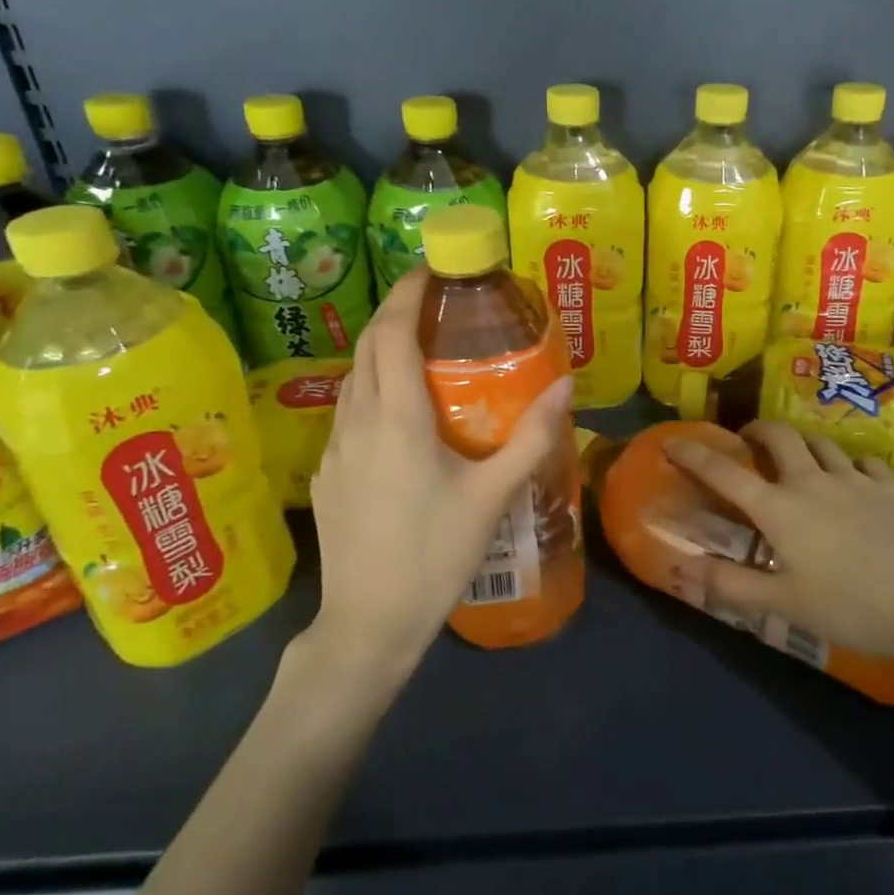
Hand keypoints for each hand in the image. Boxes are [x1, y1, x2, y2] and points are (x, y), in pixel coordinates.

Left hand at [299, 268, 572, 683]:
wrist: (368, 624)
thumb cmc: (435, 554)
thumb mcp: (493, 494)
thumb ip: (532, 436)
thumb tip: (566, 383)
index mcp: (397, 419)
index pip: (393, 334)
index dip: (408, 294)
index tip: (431, 270)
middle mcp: (358, 421)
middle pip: (368, 346)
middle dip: (395, 312)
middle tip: (433, 301)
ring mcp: (334, 448)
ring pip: (353, 377)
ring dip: (381, 348)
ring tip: (420, 346)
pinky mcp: (327, 474)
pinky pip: (348, 410)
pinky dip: (372, 385)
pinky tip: (398, 409)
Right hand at [664, 420, 893, 674]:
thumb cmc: (851, 607)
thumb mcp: (783, 605)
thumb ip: (729, 585)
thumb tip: (680, 568)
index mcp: (780, 508)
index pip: (724, 472)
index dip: (693, 453)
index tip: (672, 441)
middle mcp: (812, 480)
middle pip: (779, 435)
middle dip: (757, 430)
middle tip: (748, 441)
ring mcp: (855, 479)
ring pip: (821, 443)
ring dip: (802, 444)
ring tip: (798, 458)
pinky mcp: (891, 487)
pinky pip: (863, 462)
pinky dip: (849, 465)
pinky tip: (854, 480)